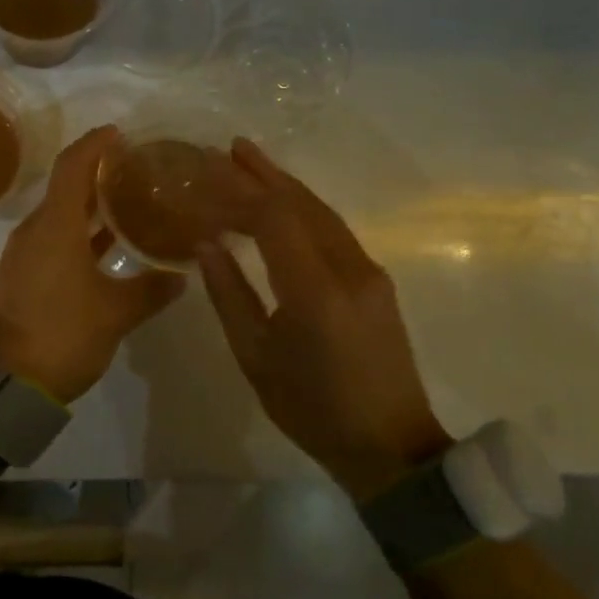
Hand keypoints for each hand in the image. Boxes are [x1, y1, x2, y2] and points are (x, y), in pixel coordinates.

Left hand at [0, 126, 185, 404]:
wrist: (8, 385)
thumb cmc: (63, 334)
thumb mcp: (114, 313)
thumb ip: (149, 290)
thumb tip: (181, 277)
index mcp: (55, 226)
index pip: (72, 167)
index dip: (93, 145)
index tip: (118, 133)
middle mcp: (35, 230)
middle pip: (64, 186)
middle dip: (95, 172)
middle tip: (132, 168)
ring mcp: (25, 253)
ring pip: (59, 214)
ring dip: (88, 204)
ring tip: (126, 201)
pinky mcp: (22, 274)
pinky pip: (53, 238)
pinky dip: (78, 232)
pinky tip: (105, 244)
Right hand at [197, 138, 448, 499]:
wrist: (391, 449)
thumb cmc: (313, 409)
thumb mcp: (255, 357)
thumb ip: (229, 294)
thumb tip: (207, 244)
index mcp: (315, 291)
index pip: (273, 219)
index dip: (238, 194)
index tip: (206, 177)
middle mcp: (348, 269)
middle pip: (301, 204)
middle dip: (263, 173)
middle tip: (228, 149)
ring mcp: (368, 272)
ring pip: (321, 212)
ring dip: (284, 184)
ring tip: (250, 161)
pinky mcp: (376, 279)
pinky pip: (333, 229)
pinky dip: (302, 207)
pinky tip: (282, 201)